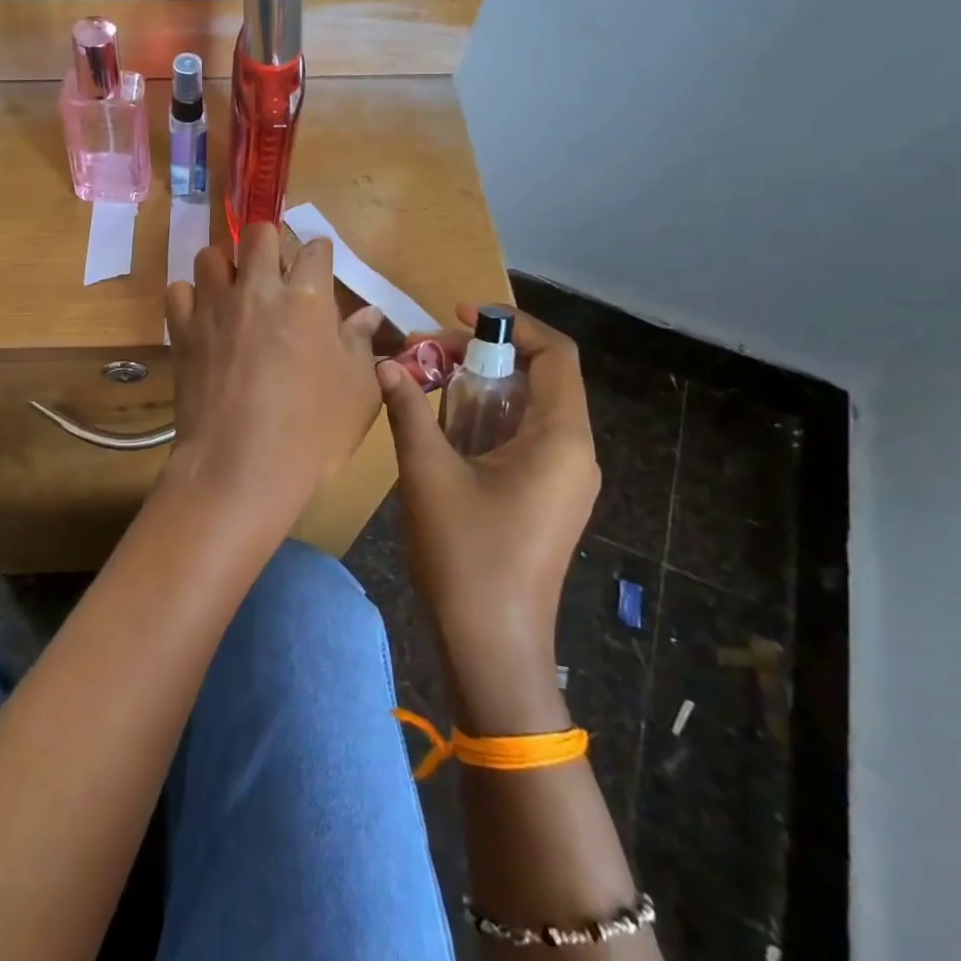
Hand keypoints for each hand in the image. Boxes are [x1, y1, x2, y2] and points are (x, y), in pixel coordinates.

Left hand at [165, 225, 384, 542]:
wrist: (241, 465)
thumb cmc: (313, 432)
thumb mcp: (358, 391)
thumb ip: (360, 344)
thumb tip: (366, 314)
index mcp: (306, 297)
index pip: (315, 249)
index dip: (320, 255)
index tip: (319, 269)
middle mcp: (257, 289)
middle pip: (258, 233)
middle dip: (269, 243)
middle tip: (275, 272)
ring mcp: (214, 307)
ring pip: (211, 255)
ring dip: (226, 266)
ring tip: (235, 292)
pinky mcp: (182, 330)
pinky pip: (178, 291)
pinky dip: (190, 298)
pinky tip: (203, 318)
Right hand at [375, 304, 599, 657]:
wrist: (491, 645)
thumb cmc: (466, 554)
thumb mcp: (428, 473)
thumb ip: (409, 411)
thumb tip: (387, 366)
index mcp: (561, 438)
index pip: (555, 355)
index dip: (510, 324)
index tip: (459, 314)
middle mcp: (574, 453)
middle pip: (539, 379)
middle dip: (482, 358)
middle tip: (426, 355)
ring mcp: (563, 480)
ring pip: (528, 411)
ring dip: (480, 390)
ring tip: (427, 384)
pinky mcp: (547, 500)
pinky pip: (522, 441)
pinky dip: (485, 422)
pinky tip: (442, 430)